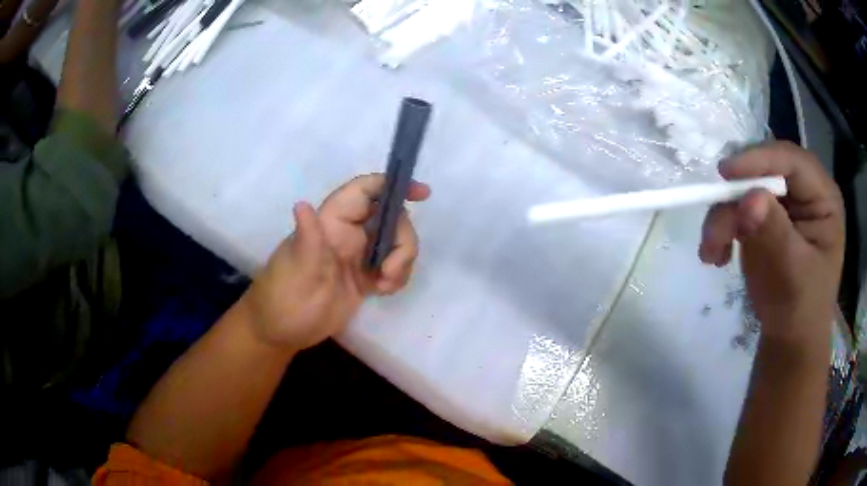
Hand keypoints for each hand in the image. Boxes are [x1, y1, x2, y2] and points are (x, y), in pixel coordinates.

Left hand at [244, 174, 430, 350]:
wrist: (282, 330)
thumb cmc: (283, 296)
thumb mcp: (296, 269)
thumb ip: (307, 238)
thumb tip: (301, 204)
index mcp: (331, 221)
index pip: (365, 191)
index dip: (393, 185)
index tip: (422, 194)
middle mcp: (348, 233)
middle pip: (390, 218)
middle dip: (402, 239)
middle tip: (391, 269)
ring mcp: (358, 256)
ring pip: (396, 243)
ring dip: (402, 262)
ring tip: (385, 286)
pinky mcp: (365, 277)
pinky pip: (394, 266)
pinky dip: (398, 277)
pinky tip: (384, 292)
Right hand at [699, 142, 843, 340]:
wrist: (789, 340)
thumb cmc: (801, 310)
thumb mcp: (793, 274)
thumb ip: (775, 233)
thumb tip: (748, 199)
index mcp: (823, 198)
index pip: (792, 162)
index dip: (761, 160)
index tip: (726, 174)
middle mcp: (803, 192)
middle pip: (765, 172)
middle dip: (737, 196)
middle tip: (717, 225)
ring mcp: (783, 204)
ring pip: (745, 189)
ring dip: (723, 218)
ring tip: (711, 252)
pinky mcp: (764, 217)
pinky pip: (736, 209)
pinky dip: (722, 229)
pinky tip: (717, 255)